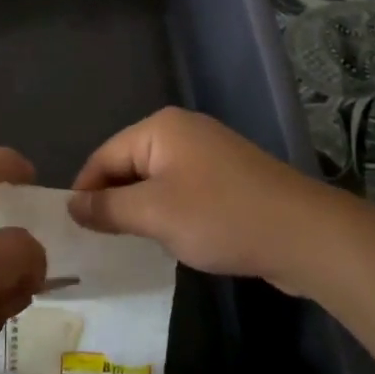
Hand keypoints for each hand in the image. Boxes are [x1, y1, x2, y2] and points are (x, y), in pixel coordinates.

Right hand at [69, 107, 351, 295]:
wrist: (302, 234)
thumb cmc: (219, 217)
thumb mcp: (154, 213)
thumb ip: (108, 208)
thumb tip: (72, 205)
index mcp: (160, 128)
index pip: (104, 155)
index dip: (85, 191)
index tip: (73, 231)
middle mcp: (182, 131)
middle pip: (129, 164)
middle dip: (113, 201)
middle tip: (98, 243)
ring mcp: (209, 153)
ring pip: (156, 180)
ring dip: (141, 210)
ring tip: (129, 245)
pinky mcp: (228, 178)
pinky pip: (182, 191)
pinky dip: (169, 213)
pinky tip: (170, 240)